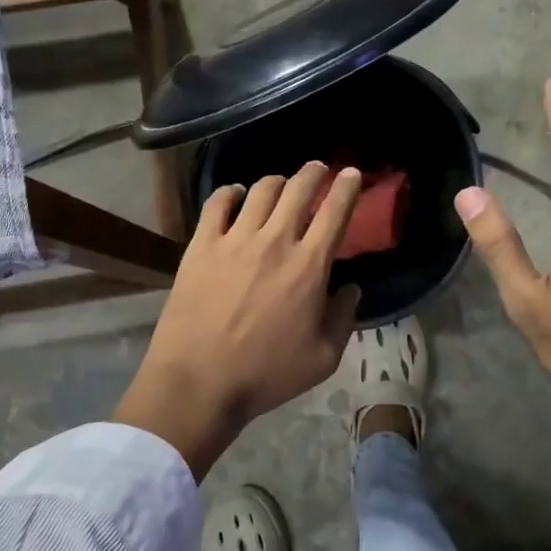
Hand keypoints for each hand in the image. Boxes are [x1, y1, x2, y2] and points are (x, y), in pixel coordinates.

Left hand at [115, 162, 363, 477]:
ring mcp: (234, 240)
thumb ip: (344, 318)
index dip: (346, 188)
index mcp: (309, 266)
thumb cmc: (266, 375)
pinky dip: (230, 192)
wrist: (200, 381)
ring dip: (276, 181)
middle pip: (298, 189)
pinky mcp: (201, 246)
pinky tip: (236, 194)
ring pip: (260, 190)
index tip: (351, 174)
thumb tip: (350, 289)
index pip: (335, 213)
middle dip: (313, 173)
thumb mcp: (323, 359)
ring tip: (280, 184)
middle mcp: (274, 241)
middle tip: (318, 169)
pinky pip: (217, 204)